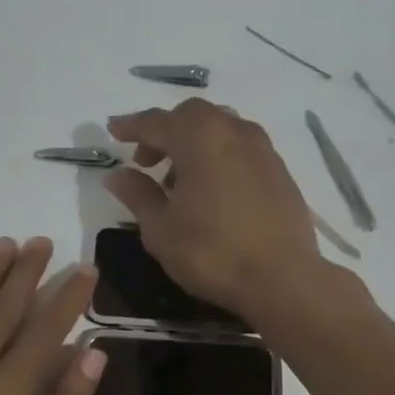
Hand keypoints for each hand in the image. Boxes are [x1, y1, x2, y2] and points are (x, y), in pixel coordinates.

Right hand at [105, 100, 326, 317]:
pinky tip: (212, 189)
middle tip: (145, 161)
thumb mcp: (161, 229)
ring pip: (219, 128)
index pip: (156, 122)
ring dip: (193, 143)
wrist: (283, 279)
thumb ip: (138, 195)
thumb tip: (117, 175)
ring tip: (179, 180)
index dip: (130, 126)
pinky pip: (240, 147)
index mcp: (200, 138)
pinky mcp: (279, 170)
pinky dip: (218, 155)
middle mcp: (233, 131)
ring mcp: (262, 149)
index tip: (112, 131)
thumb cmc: (212, 253)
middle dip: (164, 132)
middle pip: (191, 116)